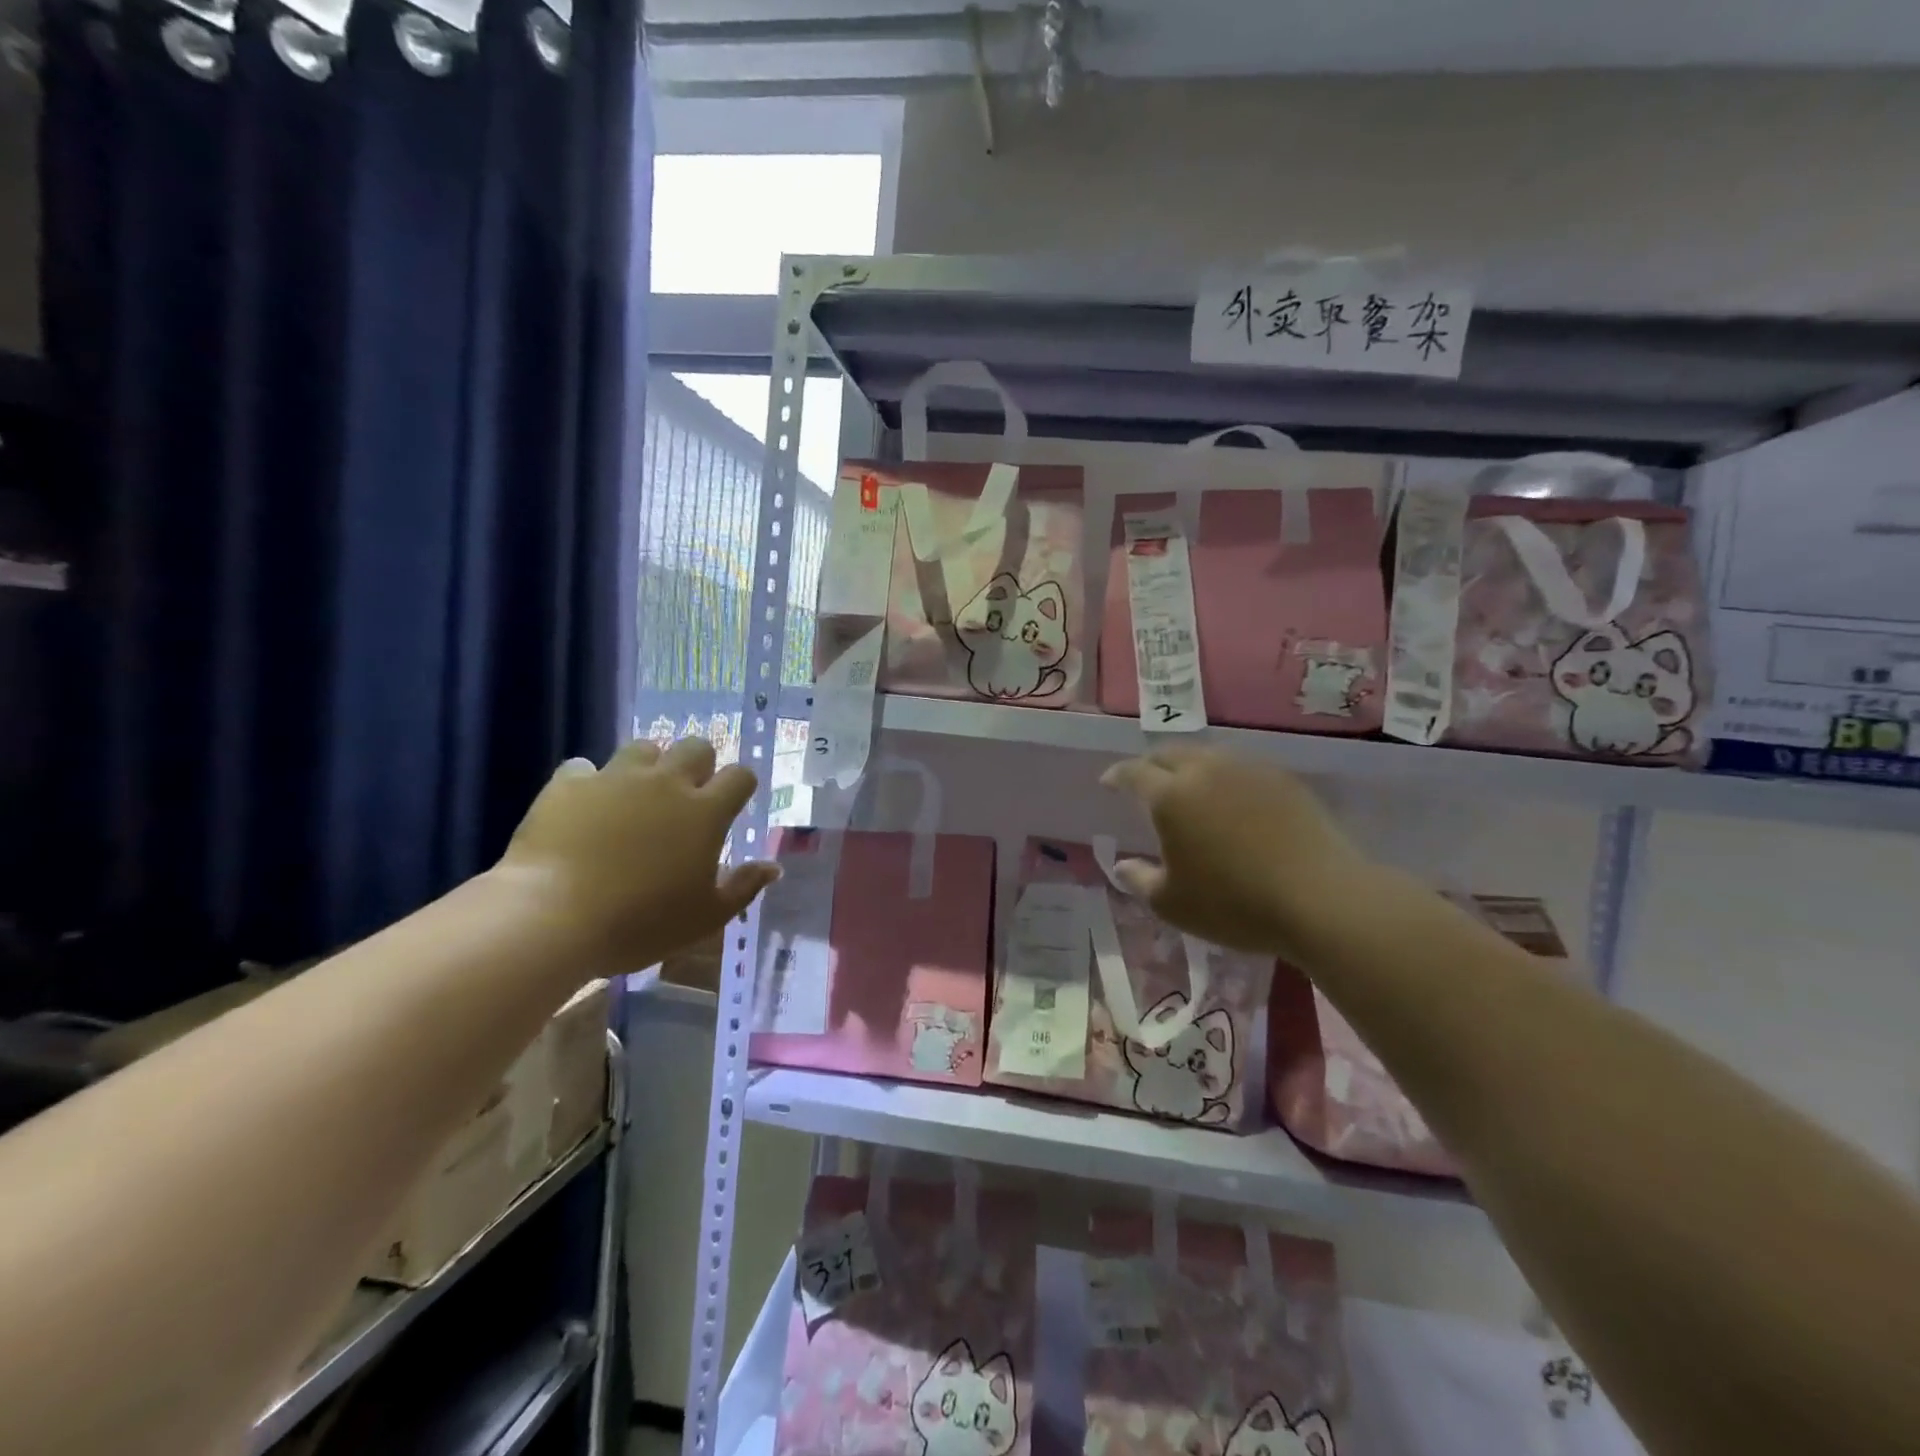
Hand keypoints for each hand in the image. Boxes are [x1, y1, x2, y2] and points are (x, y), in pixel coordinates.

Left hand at [496, 737, 779, 977]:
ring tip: (637, 795)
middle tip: (686, 796)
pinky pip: (585, 767)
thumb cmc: (640, 923)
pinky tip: (585, 805)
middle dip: (698, 764)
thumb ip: (743, 887)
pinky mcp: (570, 783)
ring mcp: (616, 777)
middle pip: (695, 747)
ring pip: (643, 747)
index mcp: (705, 812)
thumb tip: (774, 867)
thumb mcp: (704, 917)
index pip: (740, 776)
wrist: (551, 918)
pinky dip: (590, 781)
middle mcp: (666, 782)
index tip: (732, 804)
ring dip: (648, 765)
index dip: (740, 786)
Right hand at [1100, 746, 1378, 958]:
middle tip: (1145, 781)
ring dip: (1188, 766)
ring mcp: (1248, 770)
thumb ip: (1139, 880)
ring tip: (1187, 787)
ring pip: (1207, 755)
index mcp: (1171, 796)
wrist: (1321, 898)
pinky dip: (1223, 776)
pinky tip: (1230, 798)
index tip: (1108, 782)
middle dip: (1151, 764)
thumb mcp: (1172, 904)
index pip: (1134, 772)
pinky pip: (1240, 767)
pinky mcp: (1283, 779)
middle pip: (1170, 753)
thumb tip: (1122, 865)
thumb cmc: (1235, 904)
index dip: (1117, 776)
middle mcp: (1206, 771)